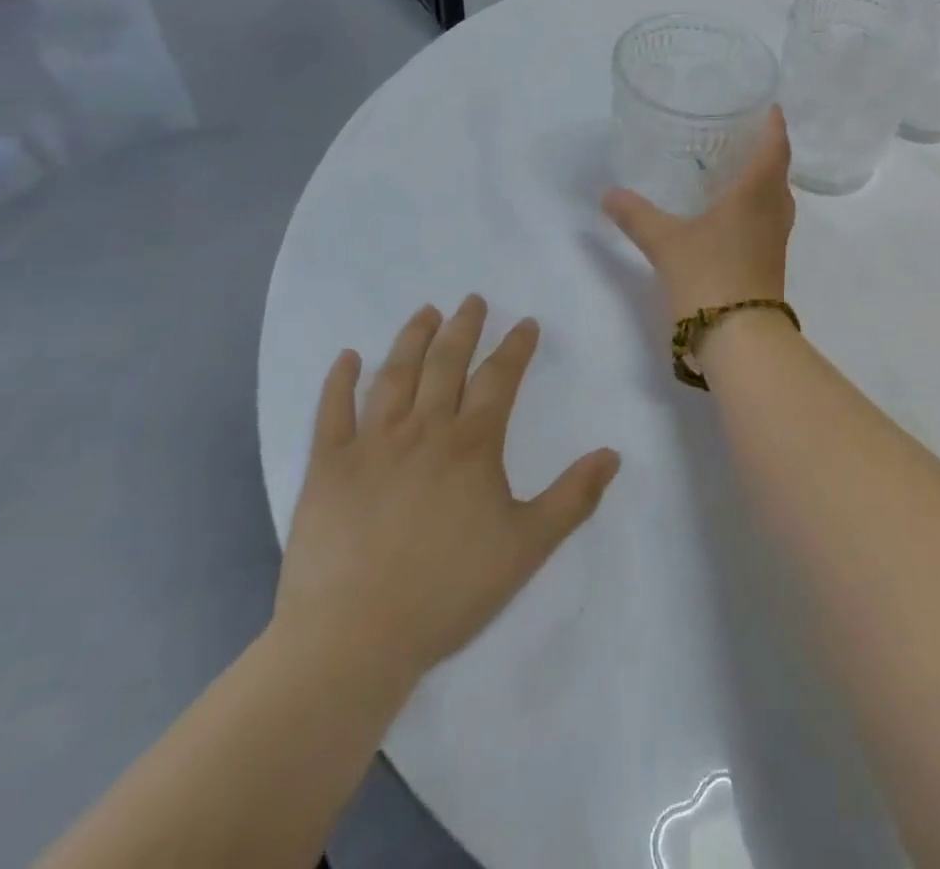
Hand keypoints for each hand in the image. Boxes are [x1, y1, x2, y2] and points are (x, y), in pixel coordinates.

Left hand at [272, 298, 620, 689]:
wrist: (352, 641)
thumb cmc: (448, 591)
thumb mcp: (527, 547)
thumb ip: (573, 497)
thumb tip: (613, 453)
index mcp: (472, 444)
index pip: (500, 378)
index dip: (516, 346)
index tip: (526, 323)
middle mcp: (423, 430)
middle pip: (446, 364)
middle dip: (463, 327)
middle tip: (472, 299)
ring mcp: (370, 445)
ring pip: (395, 376)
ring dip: (412, 338)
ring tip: (425, 312)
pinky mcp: (326, 469)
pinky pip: (331, 413)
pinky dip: (339, 381)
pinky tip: (346, 357)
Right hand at [603, 106, 794, 320]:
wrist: (740, 338)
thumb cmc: (709, 276)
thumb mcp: (666, 242)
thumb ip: (637, 215)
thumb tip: (608, 194)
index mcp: (757, 194)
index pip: (776, 148)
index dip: (775, 125)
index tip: (770, 106)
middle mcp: (774, 211)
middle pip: (779, 171)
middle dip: (768, 149)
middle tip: (744, 133)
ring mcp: (776, 239)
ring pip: (776, 198)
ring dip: (764, 179)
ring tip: (736, 168)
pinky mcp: (771, 261)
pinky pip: (769, 219)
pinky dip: (757, 205)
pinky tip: (731, 212)